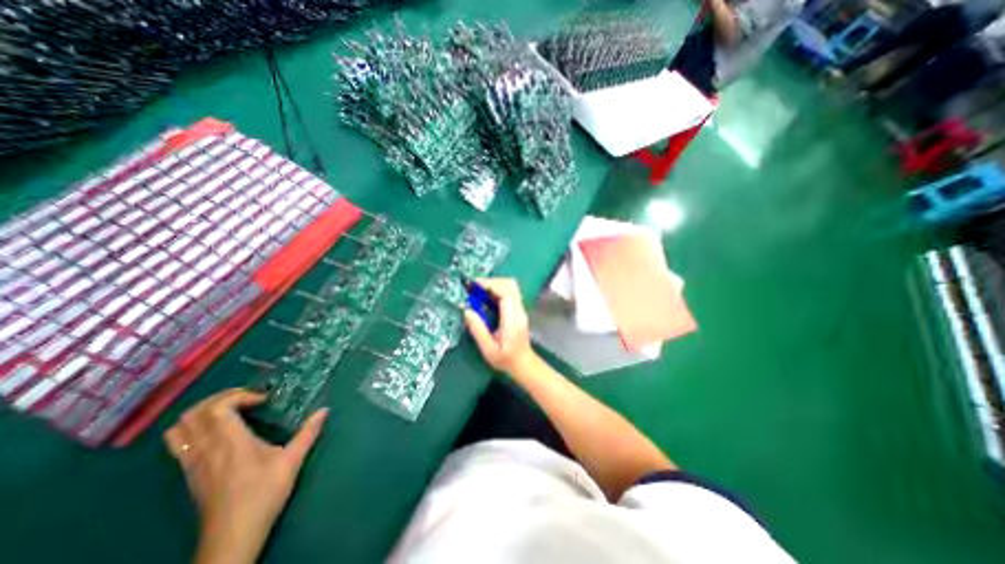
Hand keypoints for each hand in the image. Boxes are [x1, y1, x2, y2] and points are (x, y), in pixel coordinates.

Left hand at [164, 388, 326, 563]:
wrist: (233, 535)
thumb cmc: (264, 493)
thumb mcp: (293, 460)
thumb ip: (309, 432)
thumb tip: (325, 410)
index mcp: (231, 443)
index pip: (218, 407)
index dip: (240, 395)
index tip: (263, 400)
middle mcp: (206, 449)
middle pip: (193, 413)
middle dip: (219, 398)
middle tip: (246, 398)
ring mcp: (192, 462)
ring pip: (179, 428)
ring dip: (201, 412)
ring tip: (228, 410)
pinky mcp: (188, 472)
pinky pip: (179, 442)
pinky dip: (194, 428)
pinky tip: (218, 432)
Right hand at [467, 277, 536, 374]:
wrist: (524, 364)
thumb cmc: (506, 359)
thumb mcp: (488, 349)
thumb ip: (478, 330)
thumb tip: (467, 311)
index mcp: (512, 319)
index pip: (505, 292)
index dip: (490, 285)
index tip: (474, 286)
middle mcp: (519, 310)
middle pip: (510, 284)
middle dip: (491, 282)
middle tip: (475, 288)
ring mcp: (520, 309)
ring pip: (511, 287)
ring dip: (494, 285)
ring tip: (478, 292)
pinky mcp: (519, 310)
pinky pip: (510, 293)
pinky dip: (497, 290)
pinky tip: (486, 299)